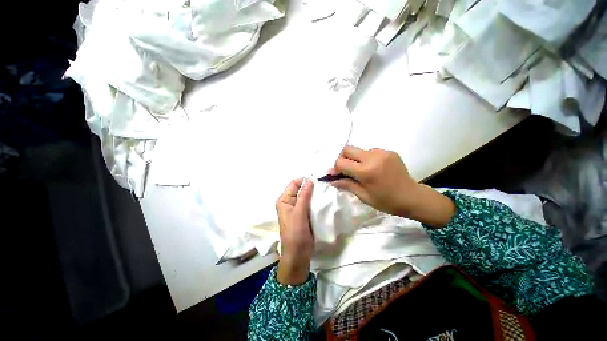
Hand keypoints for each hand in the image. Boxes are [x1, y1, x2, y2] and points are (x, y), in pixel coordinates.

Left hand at [275, 179, 314, 284]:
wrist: (298, 254)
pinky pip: (310, 204)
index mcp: (284, 200)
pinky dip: (316, 201)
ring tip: (325, 193)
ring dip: (314, 194)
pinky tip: (324, 201)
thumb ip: (304, 196)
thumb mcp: (299, 213)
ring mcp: (297, 209)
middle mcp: (289, 202)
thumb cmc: (296, 233)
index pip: (294, 184)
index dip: (304, 181)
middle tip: (324, 187)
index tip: (318, 182)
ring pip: (306, 196)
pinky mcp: (304, 215)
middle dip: (311, 187)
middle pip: (300, 189)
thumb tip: (309, 180)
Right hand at [331, 146, 417, 216]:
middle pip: (347, 149)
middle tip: (345, 170)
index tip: (335, 175)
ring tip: (362, 171)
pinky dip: (366, 158)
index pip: (341, 162)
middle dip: (342, 158)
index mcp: (366, 171)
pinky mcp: (389, 151)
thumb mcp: (364, 196)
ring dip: (355, 159)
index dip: (335, 168)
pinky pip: (371, 151)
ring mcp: (382, 152)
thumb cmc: (386, 201)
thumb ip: (346, 184)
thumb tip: (331, 179)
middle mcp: (373, 157)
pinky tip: (373, 168)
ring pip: (359, 150)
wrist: (412, 197)